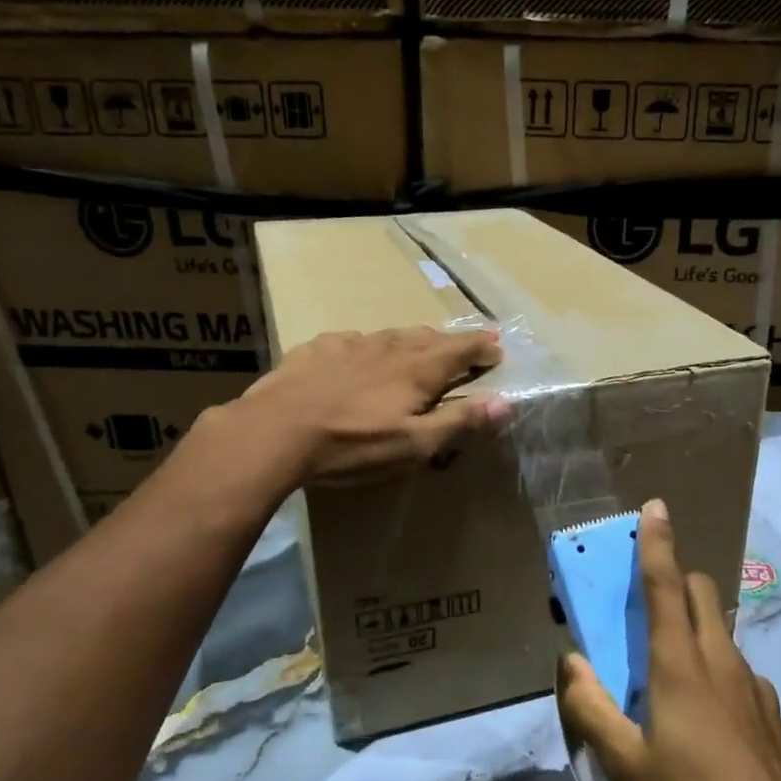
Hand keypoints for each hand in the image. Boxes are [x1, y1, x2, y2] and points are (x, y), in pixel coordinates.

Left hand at [233, 326, 508, 483]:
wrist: (275, 431)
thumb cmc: (352, 445)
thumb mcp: (413, 444)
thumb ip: (459, 422)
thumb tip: (504, 403)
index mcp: (417, 370)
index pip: (460, 350)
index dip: (481, 347)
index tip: (498, 346)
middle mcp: (388, 348)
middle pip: (428, 337)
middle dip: (451, 341)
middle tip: (465, 345)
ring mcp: (350, 344)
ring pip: (391, 335)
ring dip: (412, 340)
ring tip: (419, 345)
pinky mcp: (317, 349)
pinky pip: (352, 340)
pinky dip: (368, 346)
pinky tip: (359, 354)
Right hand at [557, 501, 780, 780]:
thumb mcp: (626, 765)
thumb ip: (591, 708)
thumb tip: (570, 661)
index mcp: (680, 665)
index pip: (666, 585)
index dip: (658, 543)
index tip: (656, 506)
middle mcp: (721, 661)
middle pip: (701, 593)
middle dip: (676, 580)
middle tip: (647, 606)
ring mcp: (754, 686)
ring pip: (720, 632)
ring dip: (694, 628)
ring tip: (669, 677)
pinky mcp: (772, 713)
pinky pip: (738, 671)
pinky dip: (716, 670)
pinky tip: (707, 722)